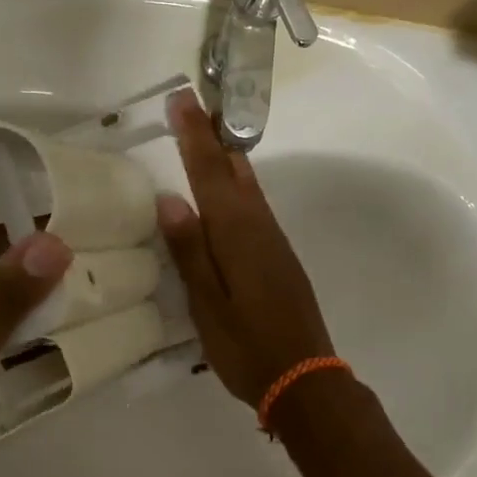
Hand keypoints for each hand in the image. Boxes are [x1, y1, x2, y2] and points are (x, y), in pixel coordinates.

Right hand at [157, 89, 335, 405]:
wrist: (305, 378)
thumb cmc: (247, 346)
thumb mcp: (207, 305)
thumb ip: (190, 251)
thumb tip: (170, 198)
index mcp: (237, 235)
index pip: (210, 174)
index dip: (194, 136)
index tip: (182, 98)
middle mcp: (260, 228)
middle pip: (234, 171)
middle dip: (213, 136)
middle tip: (194, 105)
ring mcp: (274, 242)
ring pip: (248, 187)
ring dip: (227, 157)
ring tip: (207, 135)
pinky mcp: (280, 257)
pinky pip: (255, 207)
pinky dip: (238, 186)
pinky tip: (229, 191)